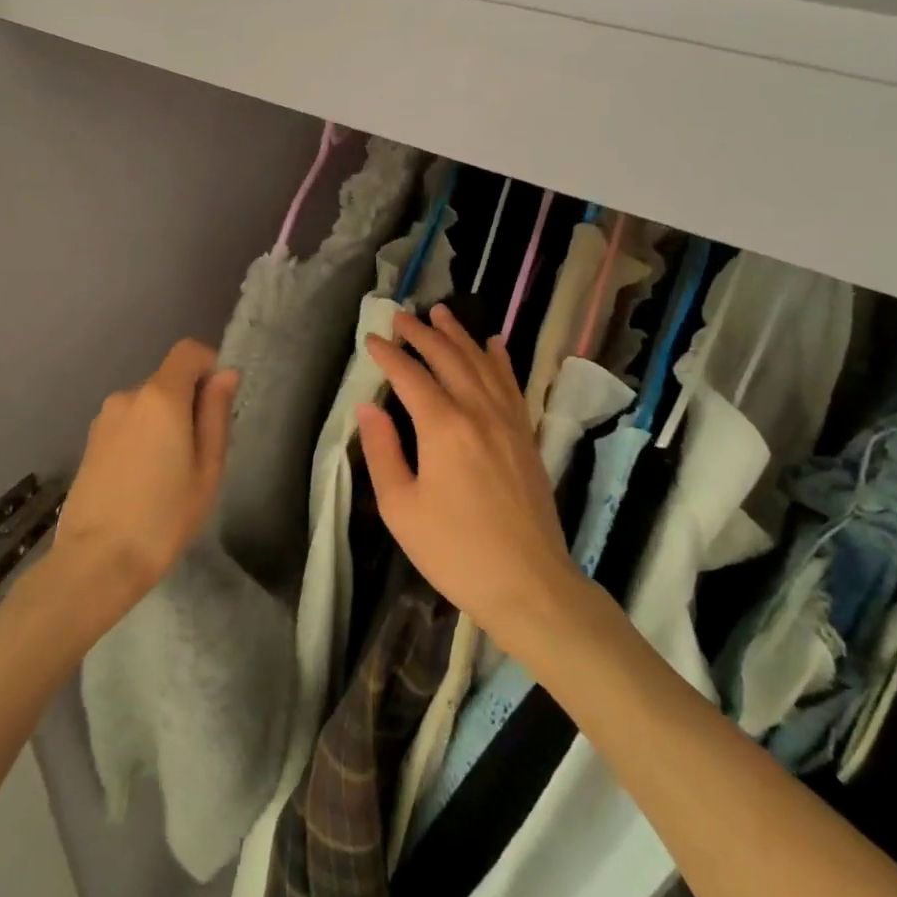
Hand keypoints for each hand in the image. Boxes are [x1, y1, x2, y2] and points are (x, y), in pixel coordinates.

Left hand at [52, 338, 237, 617]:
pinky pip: (128, 424)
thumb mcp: (207, 469)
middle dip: (188, 403)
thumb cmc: (164, 516)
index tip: (219, 403)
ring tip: (169, 474)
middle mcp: (128, 395)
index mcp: (160, 396)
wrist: (97, 560)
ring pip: (147, 405)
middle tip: (199, 453)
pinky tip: (143, 480)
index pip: (188, 351)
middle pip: (168, 380)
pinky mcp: (90, 441)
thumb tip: (225, 374)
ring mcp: (104, 418)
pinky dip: (142, 437)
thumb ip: (216, 414)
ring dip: (164, 423)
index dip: (209, 365)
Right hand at [359, 306, 582, 646]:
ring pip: (482, 363)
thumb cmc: (455, 551)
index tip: (371, 339)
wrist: (529, 584)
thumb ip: (382, 452)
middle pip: (448, 358)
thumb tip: (368, 408)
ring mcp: (508, 422)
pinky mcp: (526, 436)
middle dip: (422, 333)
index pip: (410, 376)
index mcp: (443, 427)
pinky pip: (511, 385)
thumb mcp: (401, 508)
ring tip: (442, 313)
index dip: (388, 355)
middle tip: (401, 316)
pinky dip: (499, 360)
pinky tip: (494, 344)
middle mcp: (478, 412)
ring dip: (460, 335)